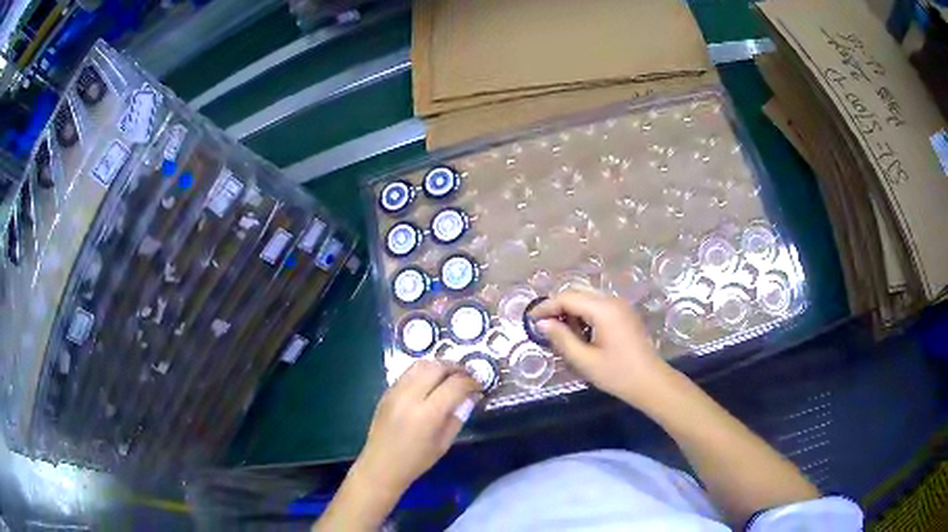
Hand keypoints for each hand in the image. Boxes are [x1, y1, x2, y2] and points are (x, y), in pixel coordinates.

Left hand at [354, 360, 481, 494]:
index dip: (471, 382)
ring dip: (439, 366)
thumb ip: (459, 416)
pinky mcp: (387, 392)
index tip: (479, 386)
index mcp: (427, 414)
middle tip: (467, 376)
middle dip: (456, 368)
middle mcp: (410, 397)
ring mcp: (395, 392)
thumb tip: (472, 396)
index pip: (455, 385)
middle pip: (437, 367)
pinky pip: (408, 373)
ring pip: (421, 364)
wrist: (381, 466)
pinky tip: (431, 382)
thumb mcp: (444, 443)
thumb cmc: (416, 461)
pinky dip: (424, 372)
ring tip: (450, 376)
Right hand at [530, 289, 671, 404]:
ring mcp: (621, 306)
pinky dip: (584, 314)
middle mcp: (612, 300)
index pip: (568, 298)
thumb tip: (542, 324)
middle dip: (558, 306)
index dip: (547, 306)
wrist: (650, 382)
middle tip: (542, 325)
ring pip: (588, 298)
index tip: (530, 319)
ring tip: (558, 331)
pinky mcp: (624, 314)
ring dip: (571, 310)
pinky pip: (598, 306)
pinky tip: (578, 332)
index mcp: (603, 309)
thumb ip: (562, 339)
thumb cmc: (617, 373)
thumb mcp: (585, 360)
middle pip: (578, 293)